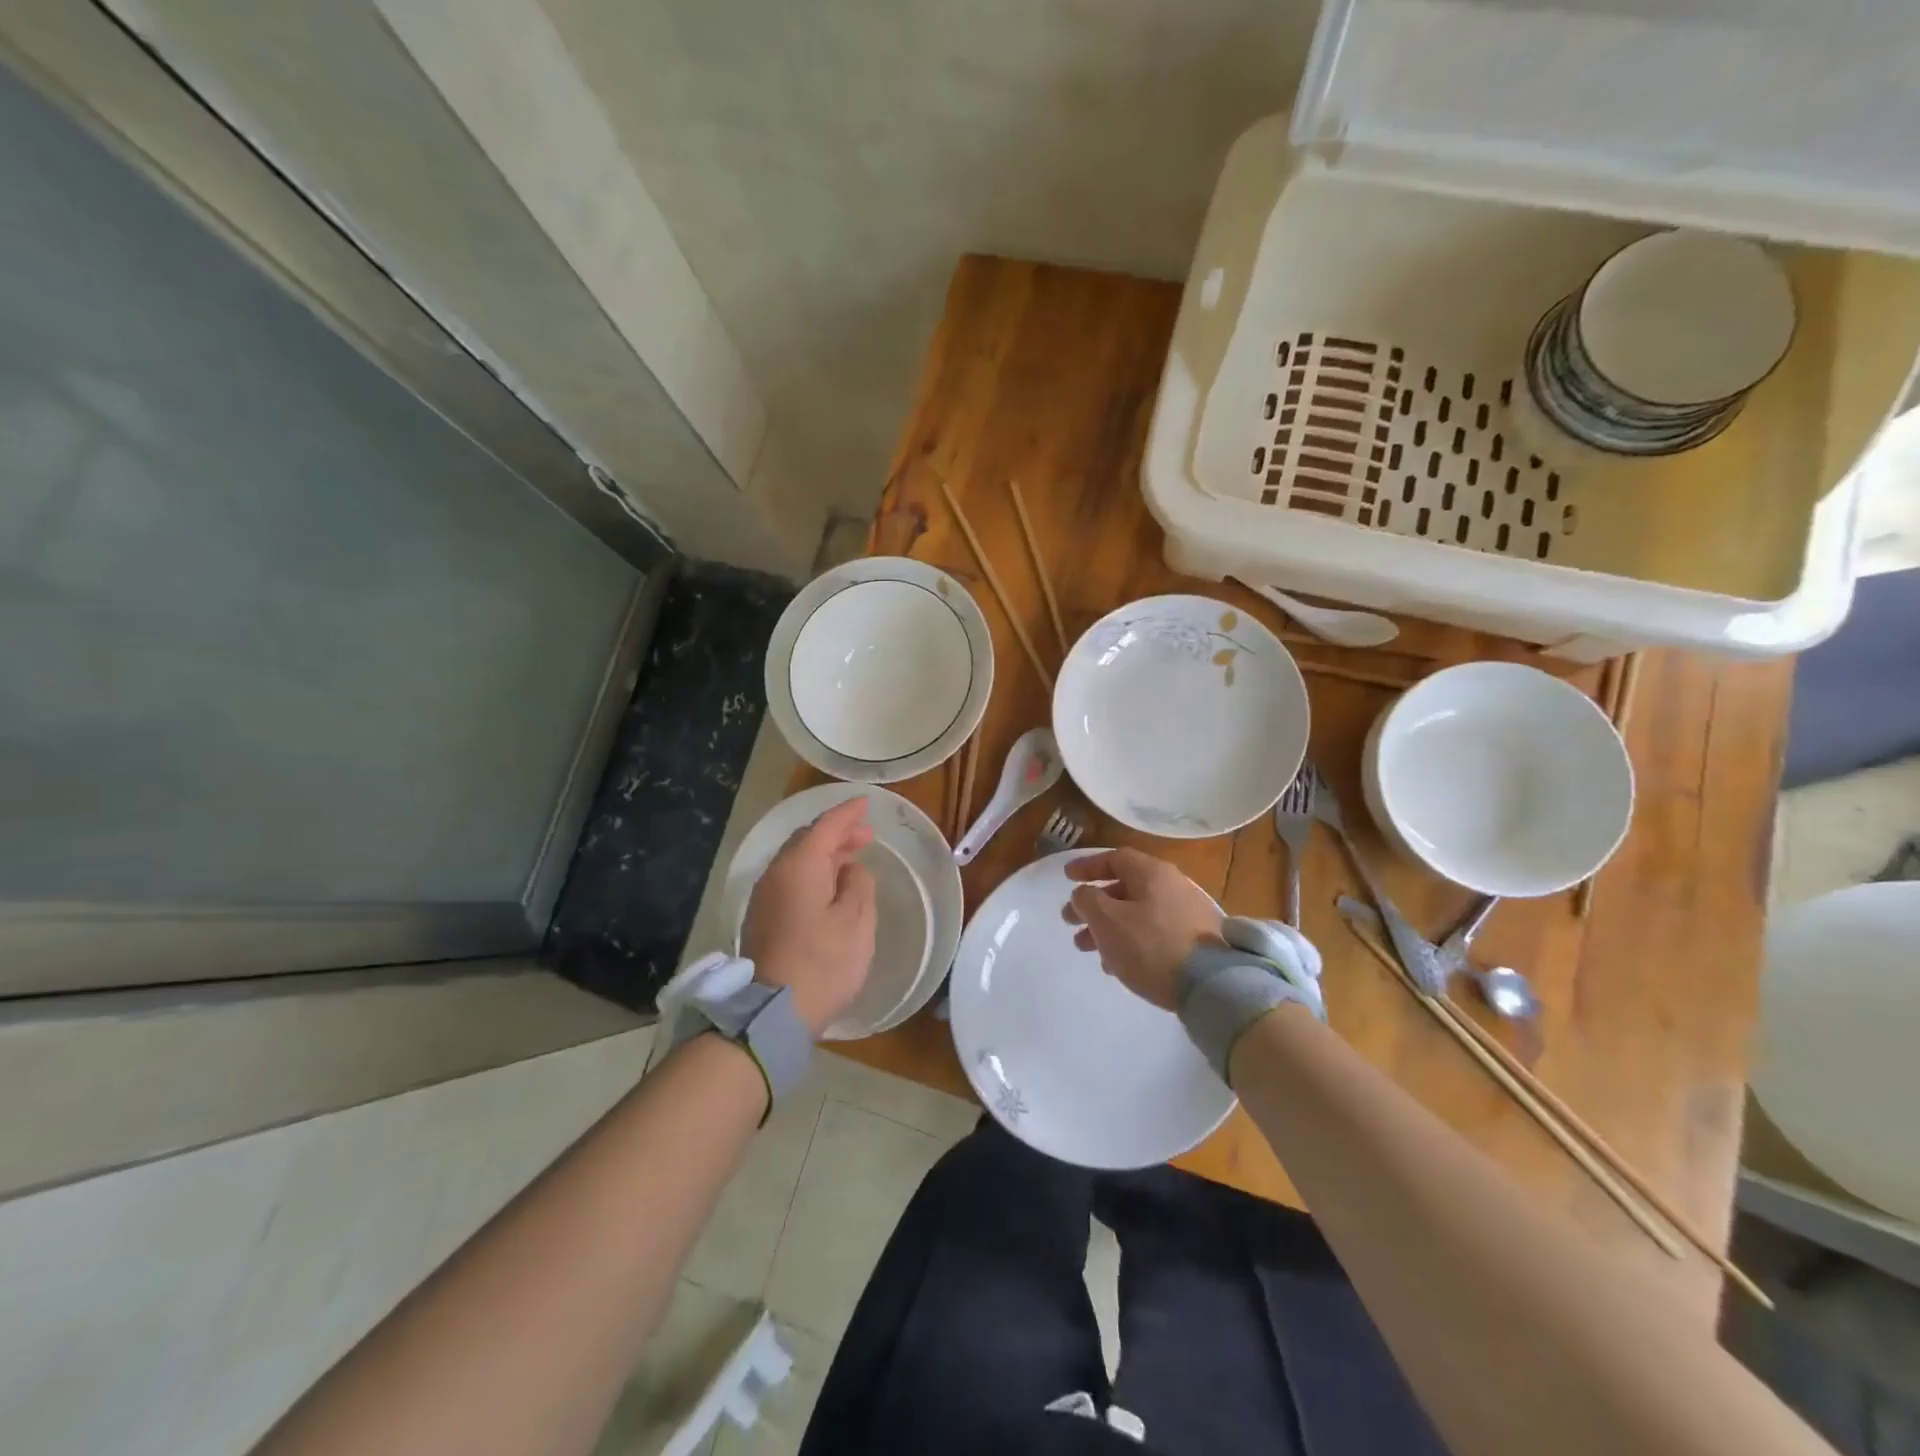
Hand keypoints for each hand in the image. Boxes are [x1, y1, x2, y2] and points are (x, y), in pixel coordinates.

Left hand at [742, 799, 877, 1036]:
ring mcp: (764, 897)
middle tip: (865, 836)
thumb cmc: (823, 962)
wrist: (774, 1013)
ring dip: (824, 855)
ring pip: (796, 861)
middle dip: (836, 833)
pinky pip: (790, 881)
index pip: (826, 826)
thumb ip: (858, 885)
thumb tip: (850, 869)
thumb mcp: (855, 921)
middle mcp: (776, 873)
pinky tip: (829, 888)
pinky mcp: (762, 918)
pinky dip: (812, 874)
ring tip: (851, 860)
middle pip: (806, 840)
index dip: (848, 813)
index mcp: (800, 866)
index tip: (866, 803)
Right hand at [1064, 849, 1223, 1010]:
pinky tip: (1116, 964)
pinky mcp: (1195, 942)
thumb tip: (1084, 893)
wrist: (1210, 985)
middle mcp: (1173, 886)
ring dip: (1108, 927)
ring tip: (1087, 948)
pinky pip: (1153, 933)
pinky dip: (1129, 941)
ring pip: (1137, 913)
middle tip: (1070, 922)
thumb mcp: (1107, 920)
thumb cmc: (1150, 945)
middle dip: (1093, 904)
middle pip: (1124, 888)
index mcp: (1152, 873)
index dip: (1087, 866)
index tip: (1066, 879)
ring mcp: (1187, 914)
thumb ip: (1087, 900)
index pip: (1115, 858)